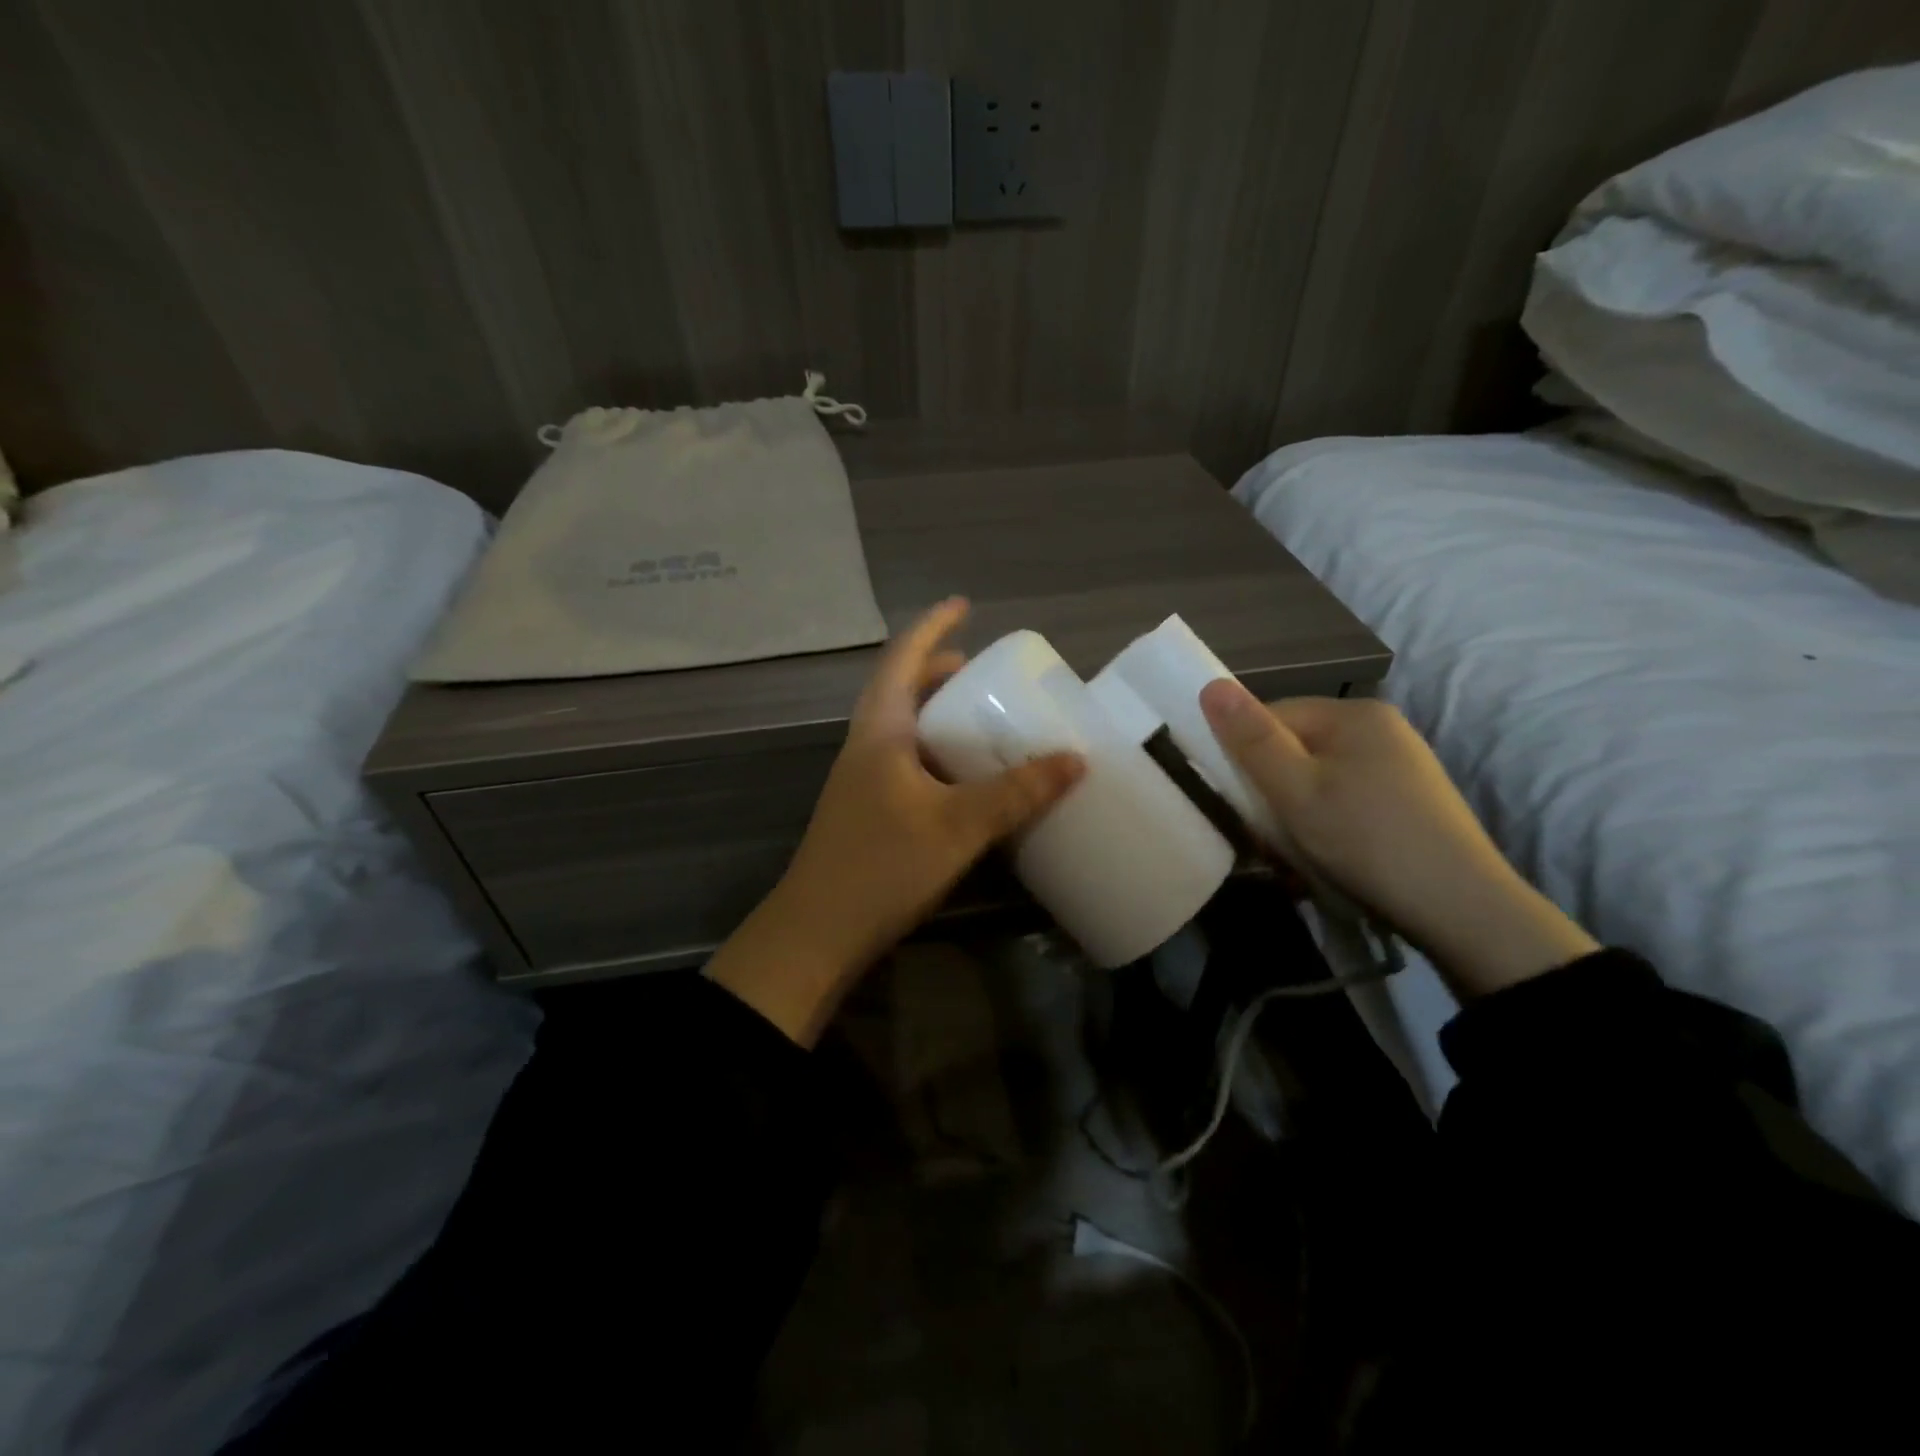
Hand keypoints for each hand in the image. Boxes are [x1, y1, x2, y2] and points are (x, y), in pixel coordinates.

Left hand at [708, 599, 1084, 1044]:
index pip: (903, 658)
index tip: (964, 605)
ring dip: (936, 713)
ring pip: (902, 728)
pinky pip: (906, 762)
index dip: (933, 626)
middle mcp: (866, 746)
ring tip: (979, 718)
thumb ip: (1016, 793)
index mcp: (880, 731)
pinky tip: (962, 779)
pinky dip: (936, 753)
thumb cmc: (882, 865)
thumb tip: (1076, 760)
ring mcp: (862, 780)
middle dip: (938, 670)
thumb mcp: (958, 825)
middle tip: (980, 668)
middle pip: (900, 690)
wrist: (817, 933)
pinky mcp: (867, 810)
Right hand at [1198, 681, 1597, 996]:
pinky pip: (1344, 799)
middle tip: (1265, 837)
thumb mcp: (1295, 791)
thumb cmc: (1365, 840)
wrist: (1462, 910)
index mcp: (1354, 714)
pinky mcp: (1409, 801)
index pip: (1271, 717)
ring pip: (1317, 779)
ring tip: (1294, 854)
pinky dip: (1325, 824)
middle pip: (1295, 748)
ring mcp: (1400, 765)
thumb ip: (1251, 739)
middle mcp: (1380, 729)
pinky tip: (1326, 856)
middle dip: (1271, 790)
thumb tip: (1210, 685)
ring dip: (1294, 813)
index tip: (1237, 802)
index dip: (1244, 757)